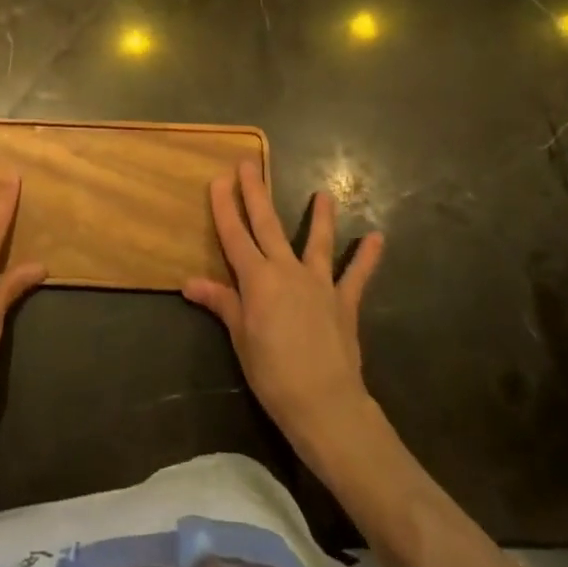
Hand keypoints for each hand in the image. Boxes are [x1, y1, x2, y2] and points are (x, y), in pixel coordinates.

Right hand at [184, 161, 384, 440]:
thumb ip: (222, 303)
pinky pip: (356, 275)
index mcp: (257, 279)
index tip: (218, 179)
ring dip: (319, 217)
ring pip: (316, 241)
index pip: (234, 235)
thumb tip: (190, 282)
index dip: (224, 207)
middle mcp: (286, 270)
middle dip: (255, 193)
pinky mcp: (344, 301)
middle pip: (267, 225)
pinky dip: (366, 257)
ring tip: (323, 193)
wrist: (325, 403)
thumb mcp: (240, 338)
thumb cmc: (273, 373)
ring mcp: (319, 283)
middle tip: (249, 163)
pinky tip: (377, 238)